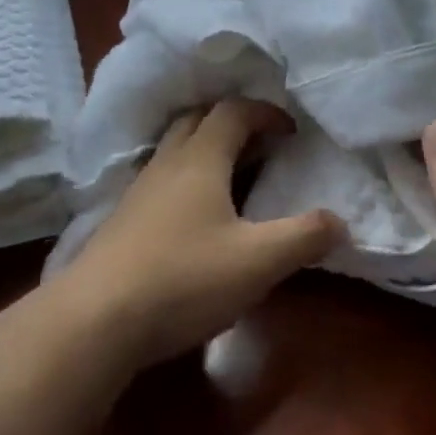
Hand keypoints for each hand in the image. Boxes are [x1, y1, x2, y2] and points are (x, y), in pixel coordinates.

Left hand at [63, 99, 344, 369]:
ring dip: (206, 150)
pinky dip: (186, 181)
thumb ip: (305, 236)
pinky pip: (160, 181)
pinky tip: (196, 217)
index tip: (291, 131)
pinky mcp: (122, 223)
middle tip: (262, 143)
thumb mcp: (260, 261)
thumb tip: (341, 222)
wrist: (93, 323)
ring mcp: (138, 193)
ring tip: (234, 176)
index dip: (266, 112)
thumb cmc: (184, 279)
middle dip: (232, 121)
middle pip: (197, 120)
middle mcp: (166, 164)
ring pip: (174, 150)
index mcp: (200, 159)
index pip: (234, 111)